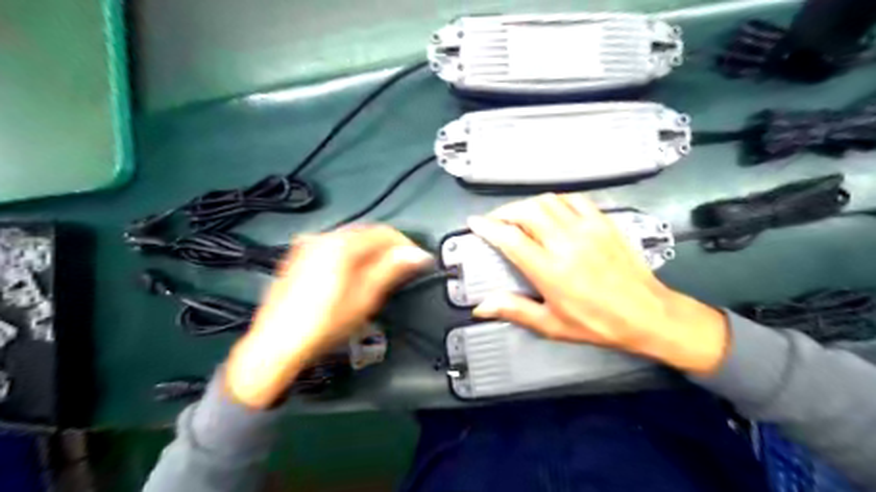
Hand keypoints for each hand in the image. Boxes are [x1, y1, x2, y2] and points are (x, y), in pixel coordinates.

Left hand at [224, 225, 429, 406]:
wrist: (275, 345)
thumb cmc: (324, 324)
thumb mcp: (364, 298)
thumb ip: (391, 270)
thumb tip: (416, 255)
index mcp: (340, 244)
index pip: (383, 233)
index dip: (406, 245)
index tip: (419, 260)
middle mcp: (321, 238)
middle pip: (365, 234)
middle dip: (388, 248)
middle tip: (404, 268)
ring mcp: (306, 247)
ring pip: (349, 241)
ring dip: (370, 252)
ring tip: (382, 273)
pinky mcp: (297, 259)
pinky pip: (333, 249)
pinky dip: (350, 256)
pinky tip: (354, 275)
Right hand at [468, 192, 729, 372]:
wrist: (647, 314)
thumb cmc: (597, 323)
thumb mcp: (552, 324)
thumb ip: (514, 310)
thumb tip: (481, 307)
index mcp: (550, 270)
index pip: (510, 238)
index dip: (488, 227)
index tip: (475, 223)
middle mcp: (566, 243)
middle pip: (526, 211)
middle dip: (504, 212)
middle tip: (495, 221)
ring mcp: (587, 228)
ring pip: (548, 201)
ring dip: (527, 204)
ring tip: (518, 215)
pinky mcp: (603, 222)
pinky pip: (574, 199)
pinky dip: (555, 200)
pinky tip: (551, 209)